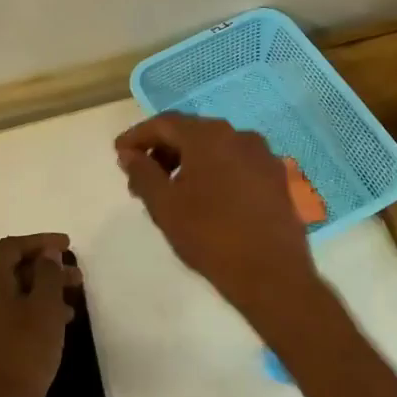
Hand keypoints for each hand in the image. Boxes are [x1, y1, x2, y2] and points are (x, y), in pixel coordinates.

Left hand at [0, 233, 75, 396]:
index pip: (11, 247)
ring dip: (41, 291)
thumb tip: (46, 255)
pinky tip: (54, 325)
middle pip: (11, 270)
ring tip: (72, 303)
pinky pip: (7, 314)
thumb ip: (48, 274)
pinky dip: (30, 310)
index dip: (41, 242)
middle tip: (77, 277)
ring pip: (11, 294)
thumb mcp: (45, 308)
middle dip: (46, 269)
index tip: (68, 246)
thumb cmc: (25, 351)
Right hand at [114, 115, 317, 323]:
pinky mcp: (277, 179)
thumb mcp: (164, 205)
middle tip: (141, 179)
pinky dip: (214, 174)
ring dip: (188, 163)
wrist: (271, 273)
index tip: (119, 154)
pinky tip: (205, 200)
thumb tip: (130, 154)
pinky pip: (236, 166)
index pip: (164, 123)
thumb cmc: (209, 235)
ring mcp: (263, 157)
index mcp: (209, 136)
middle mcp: (240, 136)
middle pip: (191, 134)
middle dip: (162, 152)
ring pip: (216, 150)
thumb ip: (142, 173)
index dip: (137, 136)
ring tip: (171, 193)